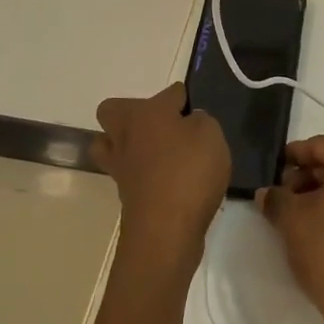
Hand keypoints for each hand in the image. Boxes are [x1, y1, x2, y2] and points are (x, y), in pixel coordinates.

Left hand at [93, 83, 229, 279]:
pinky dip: (144, 174)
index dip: (187, 100)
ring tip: (161, 154)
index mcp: (145, 112)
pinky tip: (170, 181)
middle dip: (136, 114)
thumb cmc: (188, 172)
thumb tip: (189, 122)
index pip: (170, 92)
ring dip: (131, 145)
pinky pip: (129, 174)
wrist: (165, 231)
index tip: (200, 114)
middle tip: (166, 128)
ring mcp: (120, 166)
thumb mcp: (210, 134)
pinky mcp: (125, 195)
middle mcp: (125, 134)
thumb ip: (201, 121)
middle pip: (115, 111)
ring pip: (113, 144)